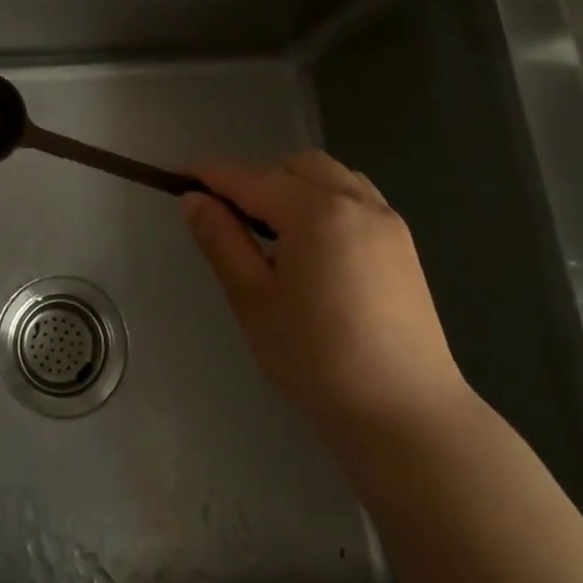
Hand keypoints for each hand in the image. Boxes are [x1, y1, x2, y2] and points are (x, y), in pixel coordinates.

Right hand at [183, 152, 469, 443]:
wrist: (406, 416)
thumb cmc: (318, 360)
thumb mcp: (254, 300)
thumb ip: (221, 240)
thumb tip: (194, 199)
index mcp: (316, 213)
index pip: (249, 178)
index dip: (209, 174)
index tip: (176, 177)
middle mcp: (355, 202)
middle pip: (293, 166)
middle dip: (255, 178)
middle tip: (227, 217)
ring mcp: (386, 220)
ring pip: (329, 176)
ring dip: (292, 185)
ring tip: (271, 230)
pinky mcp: (402, 243)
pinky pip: (355, 196)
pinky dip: (324, 199)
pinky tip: (313, 242)